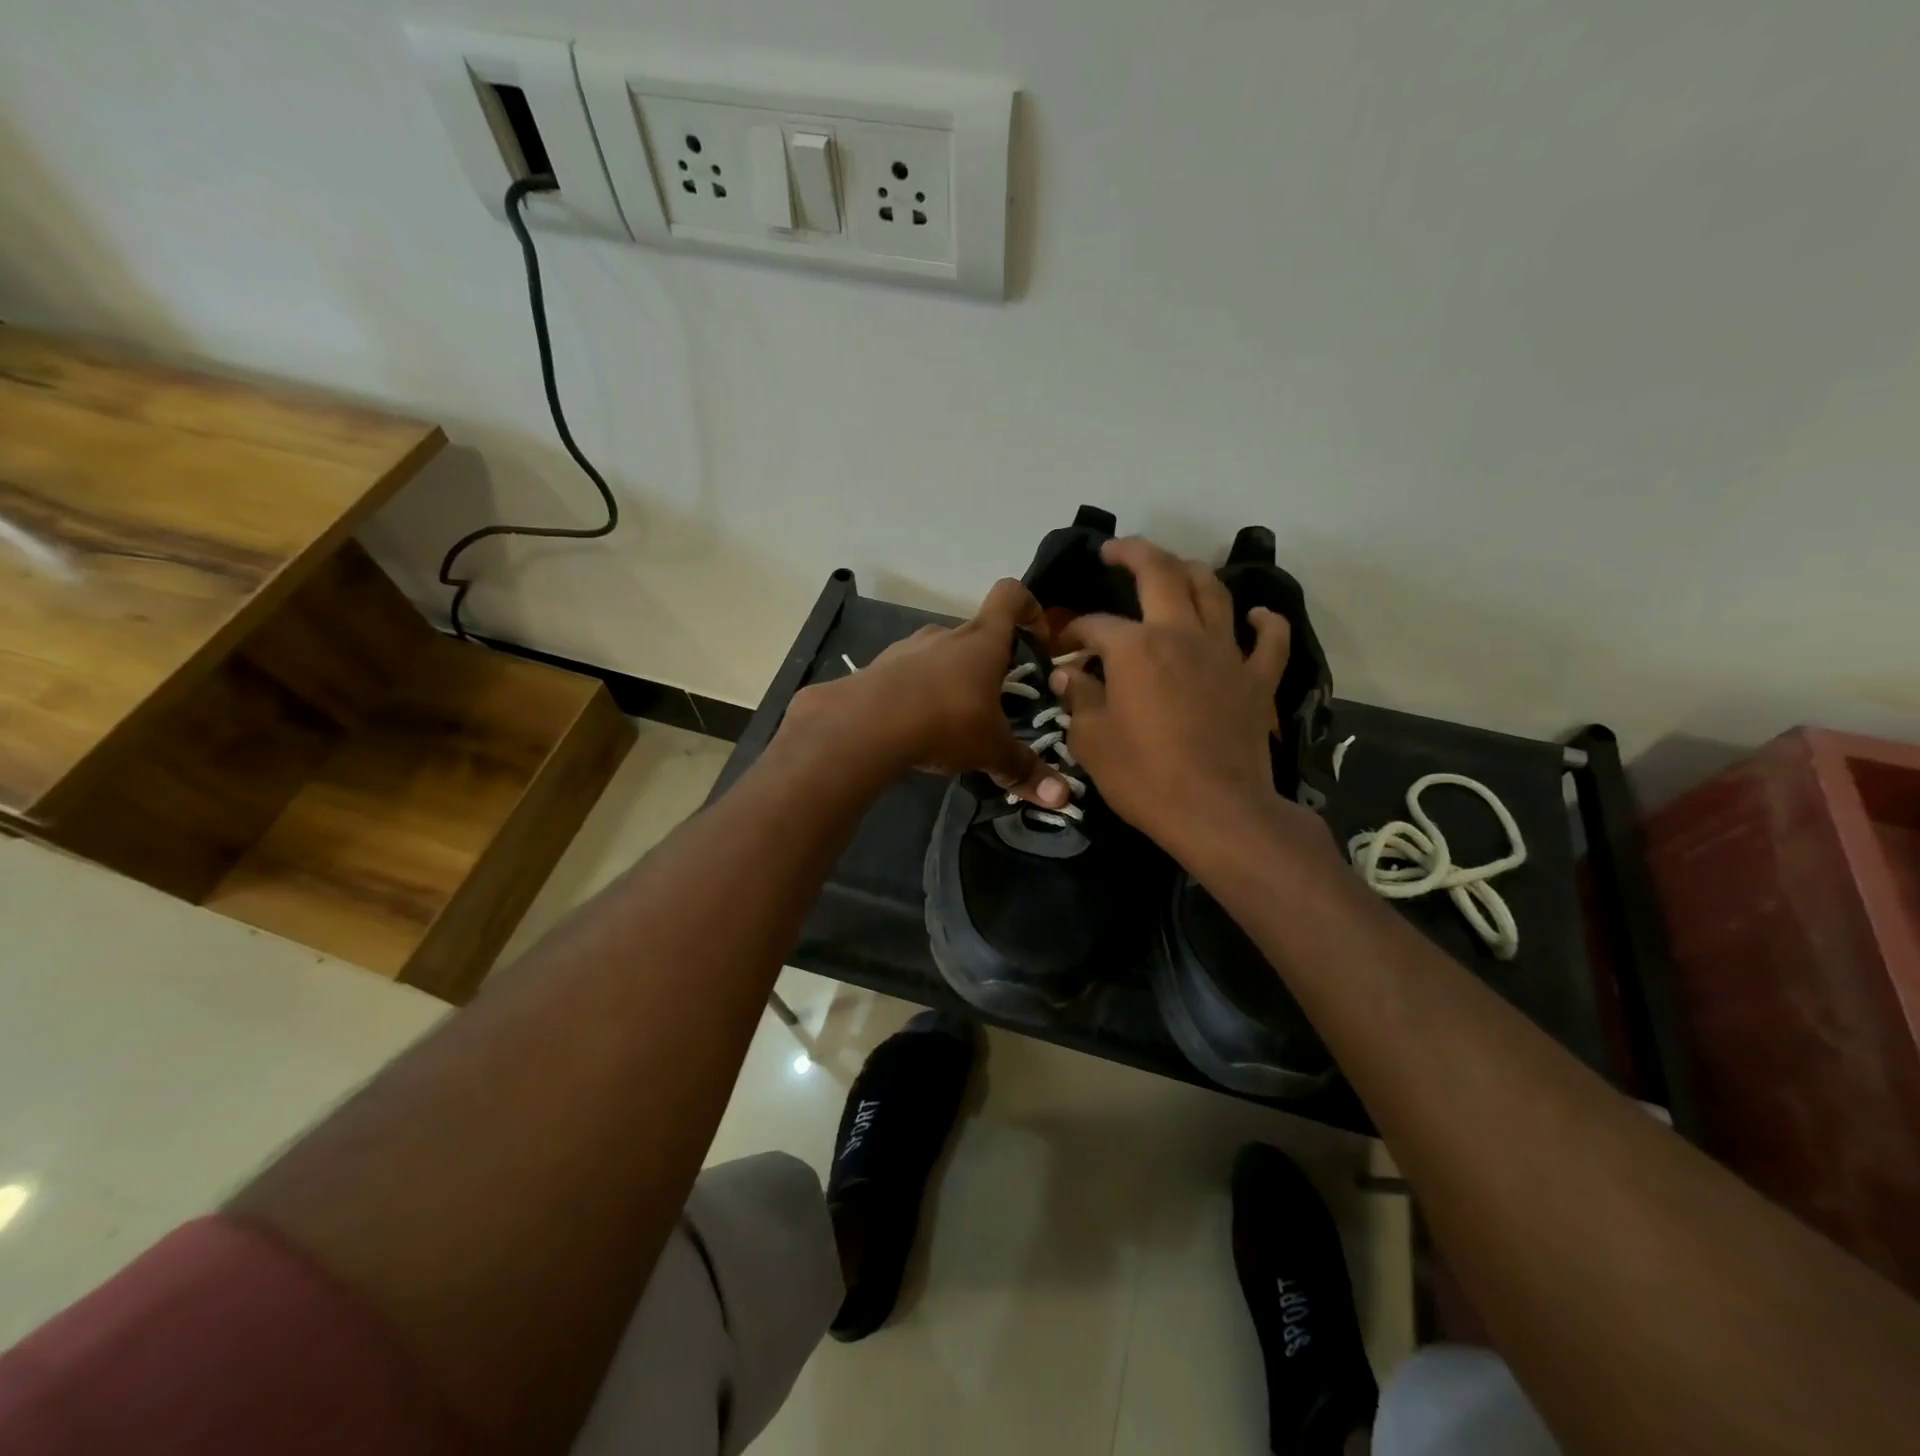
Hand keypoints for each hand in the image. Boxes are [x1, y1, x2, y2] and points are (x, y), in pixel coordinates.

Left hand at [780, 579, 1072, 808]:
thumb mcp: (991, 750)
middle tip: (997, 703)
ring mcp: (907, 649)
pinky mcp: (877, 669)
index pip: (1010, 596)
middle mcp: (945, 635)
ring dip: (950, 679)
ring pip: (939, 655)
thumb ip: (1024, 770)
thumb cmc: (944, 721)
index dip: (1029, 609)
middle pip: (975, 634)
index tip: (1038, 638)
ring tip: (954, 720)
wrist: (864, 725)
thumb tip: (1062, 798)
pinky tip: (916, 728)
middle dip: (989, 664)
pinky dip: (917, 694)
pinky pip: (907, 675)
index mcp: (982, 640)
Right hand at [1053, 538, 1308, 856]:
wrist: (1218, 813)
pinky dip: (1265, 622)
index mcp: (1135, 648)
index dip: (1073, 632)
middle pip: (1161, 573)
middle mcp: (1181, 635)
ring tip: (1175, 569)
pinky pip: (1270, 640)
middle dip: (1133, 553)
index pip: (1095, 626)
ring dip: (1191, 572)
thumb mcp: (1092, 742)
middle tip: (1113, 551)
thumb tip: (1068, 676)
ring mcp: (1226, 653)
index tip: (1061, 649)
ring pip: (1214, 592)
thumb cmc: (1145, 779)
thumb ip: (1078, 700)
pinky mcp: (1258, 679)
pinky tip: (1256, 615)